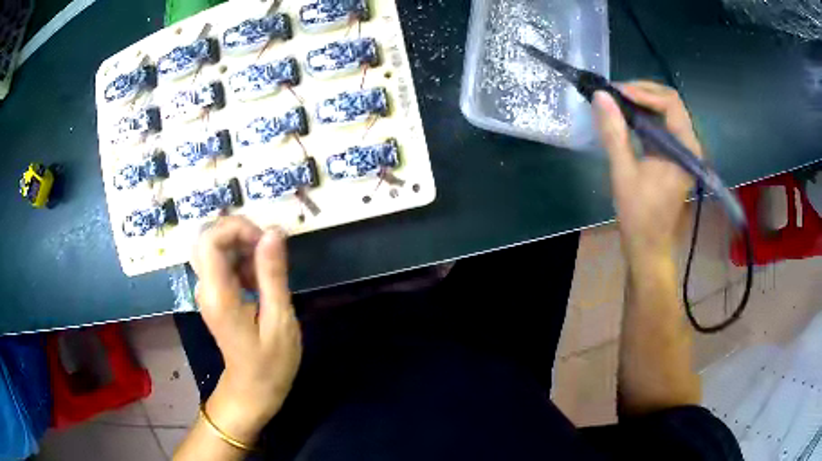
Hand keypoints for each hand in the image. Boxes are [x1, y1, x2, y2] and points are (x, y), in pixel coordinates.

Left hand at [191, 217, 301, 443]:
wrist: (252, 390)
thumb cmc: (270, 363)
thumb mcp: (279, 320)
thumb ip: (273, 274)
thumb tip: (273, 232)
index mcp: (218, 295)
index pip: (210, 240)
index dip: (237, 228)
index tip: (265, 242)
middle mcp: (205, 287)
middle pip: (210, 238)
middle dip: (242, 235)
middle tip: (270, 253)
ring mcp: (207, 290)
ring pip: (217, 248)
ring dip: (244, 249)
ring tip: (268, 274)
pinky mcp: (214, 294)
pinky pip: (223, 262)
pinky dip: (243, 261)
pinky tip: (260, 282)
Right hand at [593, 81, 702, 269]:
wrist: (649, 247)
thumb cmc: (639, 215)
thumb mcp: (623, 173)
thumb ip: (614, 133)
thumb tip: (601, 96)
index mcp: (684, 149)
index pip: (671, 103)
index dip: (643, 92)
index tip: (617, 93)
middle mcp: (689, 145)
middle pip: (671, 103)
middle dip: (642, 93)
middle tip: (615, 94)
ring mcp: (684, 151)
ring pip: (667, 112)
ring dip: (643, 103)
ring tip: (618, 103)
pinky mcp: (676, 156)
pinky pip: (664, 126)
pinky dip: (645, 117)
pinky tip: (628, 120)